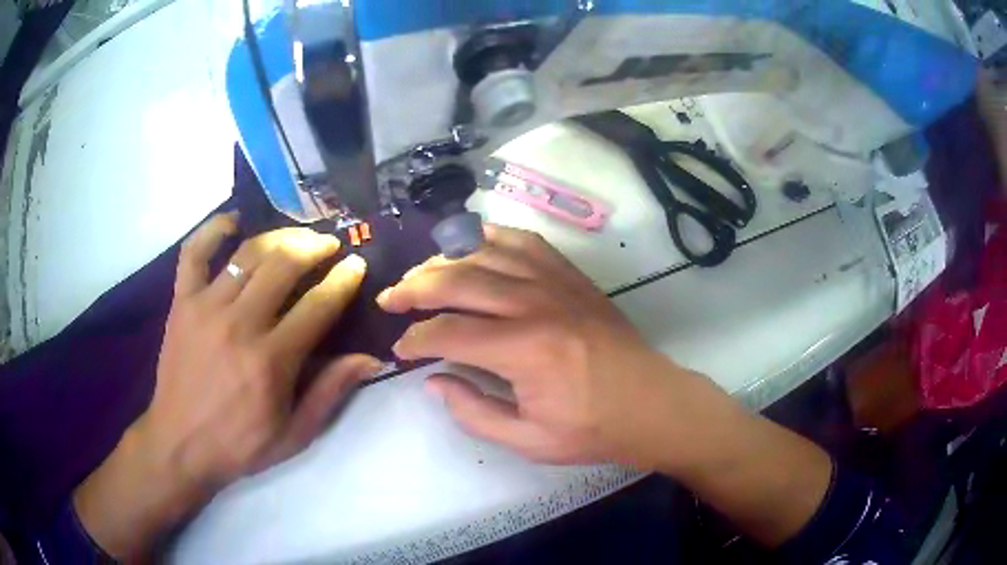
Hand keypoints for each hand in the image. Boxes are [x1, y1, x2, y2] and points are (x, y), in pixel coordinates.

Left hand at [74, 213, 380, 558]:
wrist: (179, 443)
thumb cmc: (239, 444)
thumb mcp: (294, 434)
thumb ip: (330, 393)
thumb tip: (370, 358)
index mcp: (270, 361)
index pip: (318, 305)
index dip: (343, 280)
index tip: (357, 264)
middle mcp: (239, 324)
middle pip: (283, 265)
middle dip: (314, 247)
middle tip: (329, 244)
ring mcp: (205, 307)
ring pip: (247, 253)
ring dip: (279, 237)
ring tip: (296, 236)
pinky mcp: (182, 302)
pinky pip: (194, 252)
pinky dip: (213, 229)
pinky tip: (233, 222)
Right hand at [378, 225, 728, 469]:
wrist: (651, 403)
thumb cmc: (592, 429)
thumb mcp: (528, 440)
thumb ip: (472, 412)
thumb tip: (433, 381)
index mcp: (523, 350)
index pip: (448, 333)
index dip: (415, 340)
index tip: (401, 350)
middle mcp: (534, 304)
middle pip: (457, 280)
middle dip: (414, 288)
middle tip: (391, 299)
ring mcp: (555, 282)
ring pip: (484, 253)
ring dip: (444, 260)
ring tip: (420, 273)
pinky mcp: (571, 276)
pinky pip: (524, 242)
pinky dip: (491, 238)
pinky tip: (472, 245)